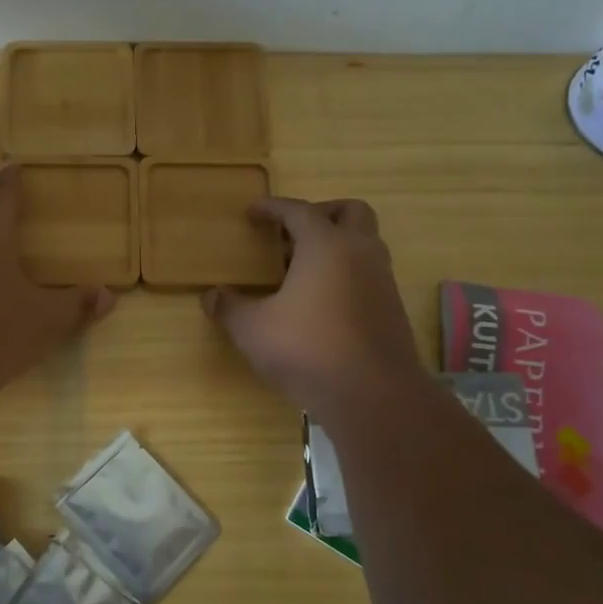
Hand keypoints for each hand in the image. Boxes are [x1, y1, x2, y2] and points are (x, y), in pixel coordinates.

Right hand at [203, 197, 424, 422]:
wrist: (373, 395)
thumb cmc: (307, 350)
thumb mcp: (253, 330)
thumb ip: (229, 308)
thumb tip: (211, 296)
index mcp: (326, 245)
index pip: (299, 211)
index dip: (273, 208)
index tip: (252, 212)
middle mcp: (360, 253)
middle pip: (350, 211)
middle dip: (321, 213)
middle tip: (291, 233)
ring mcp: (382, 280)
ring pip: (364, 242)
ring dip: (336, 244)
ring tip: (300, 270)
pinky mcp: (391, 308)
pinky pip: (368, 273)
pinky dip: (346, 272)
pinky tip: (320, 301)